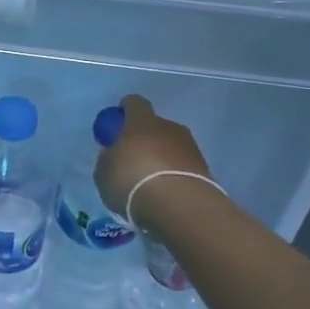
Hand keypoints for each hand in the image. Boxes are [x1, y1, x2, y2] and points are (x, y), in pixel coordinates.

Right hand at [95, 94, 211, 219]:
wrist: (178, 205)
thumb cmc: (132, 181)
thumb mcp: (104, 171)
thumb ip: (108, 158)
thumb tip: (113, 154)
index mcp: (141, 121)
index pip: (134, 103)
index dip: (124, 110)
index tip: (117, 123)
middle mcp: (169, 127)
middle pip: (155, 126)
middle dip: (144, 139)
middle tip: (133, 160)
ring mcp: (190, 147)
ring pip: (171, 146)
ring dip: (162, 158)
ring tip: (151, 181)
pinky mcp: (205, 169)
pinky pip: (183, 166)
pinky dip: (175, 175)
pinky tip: (166, 193)